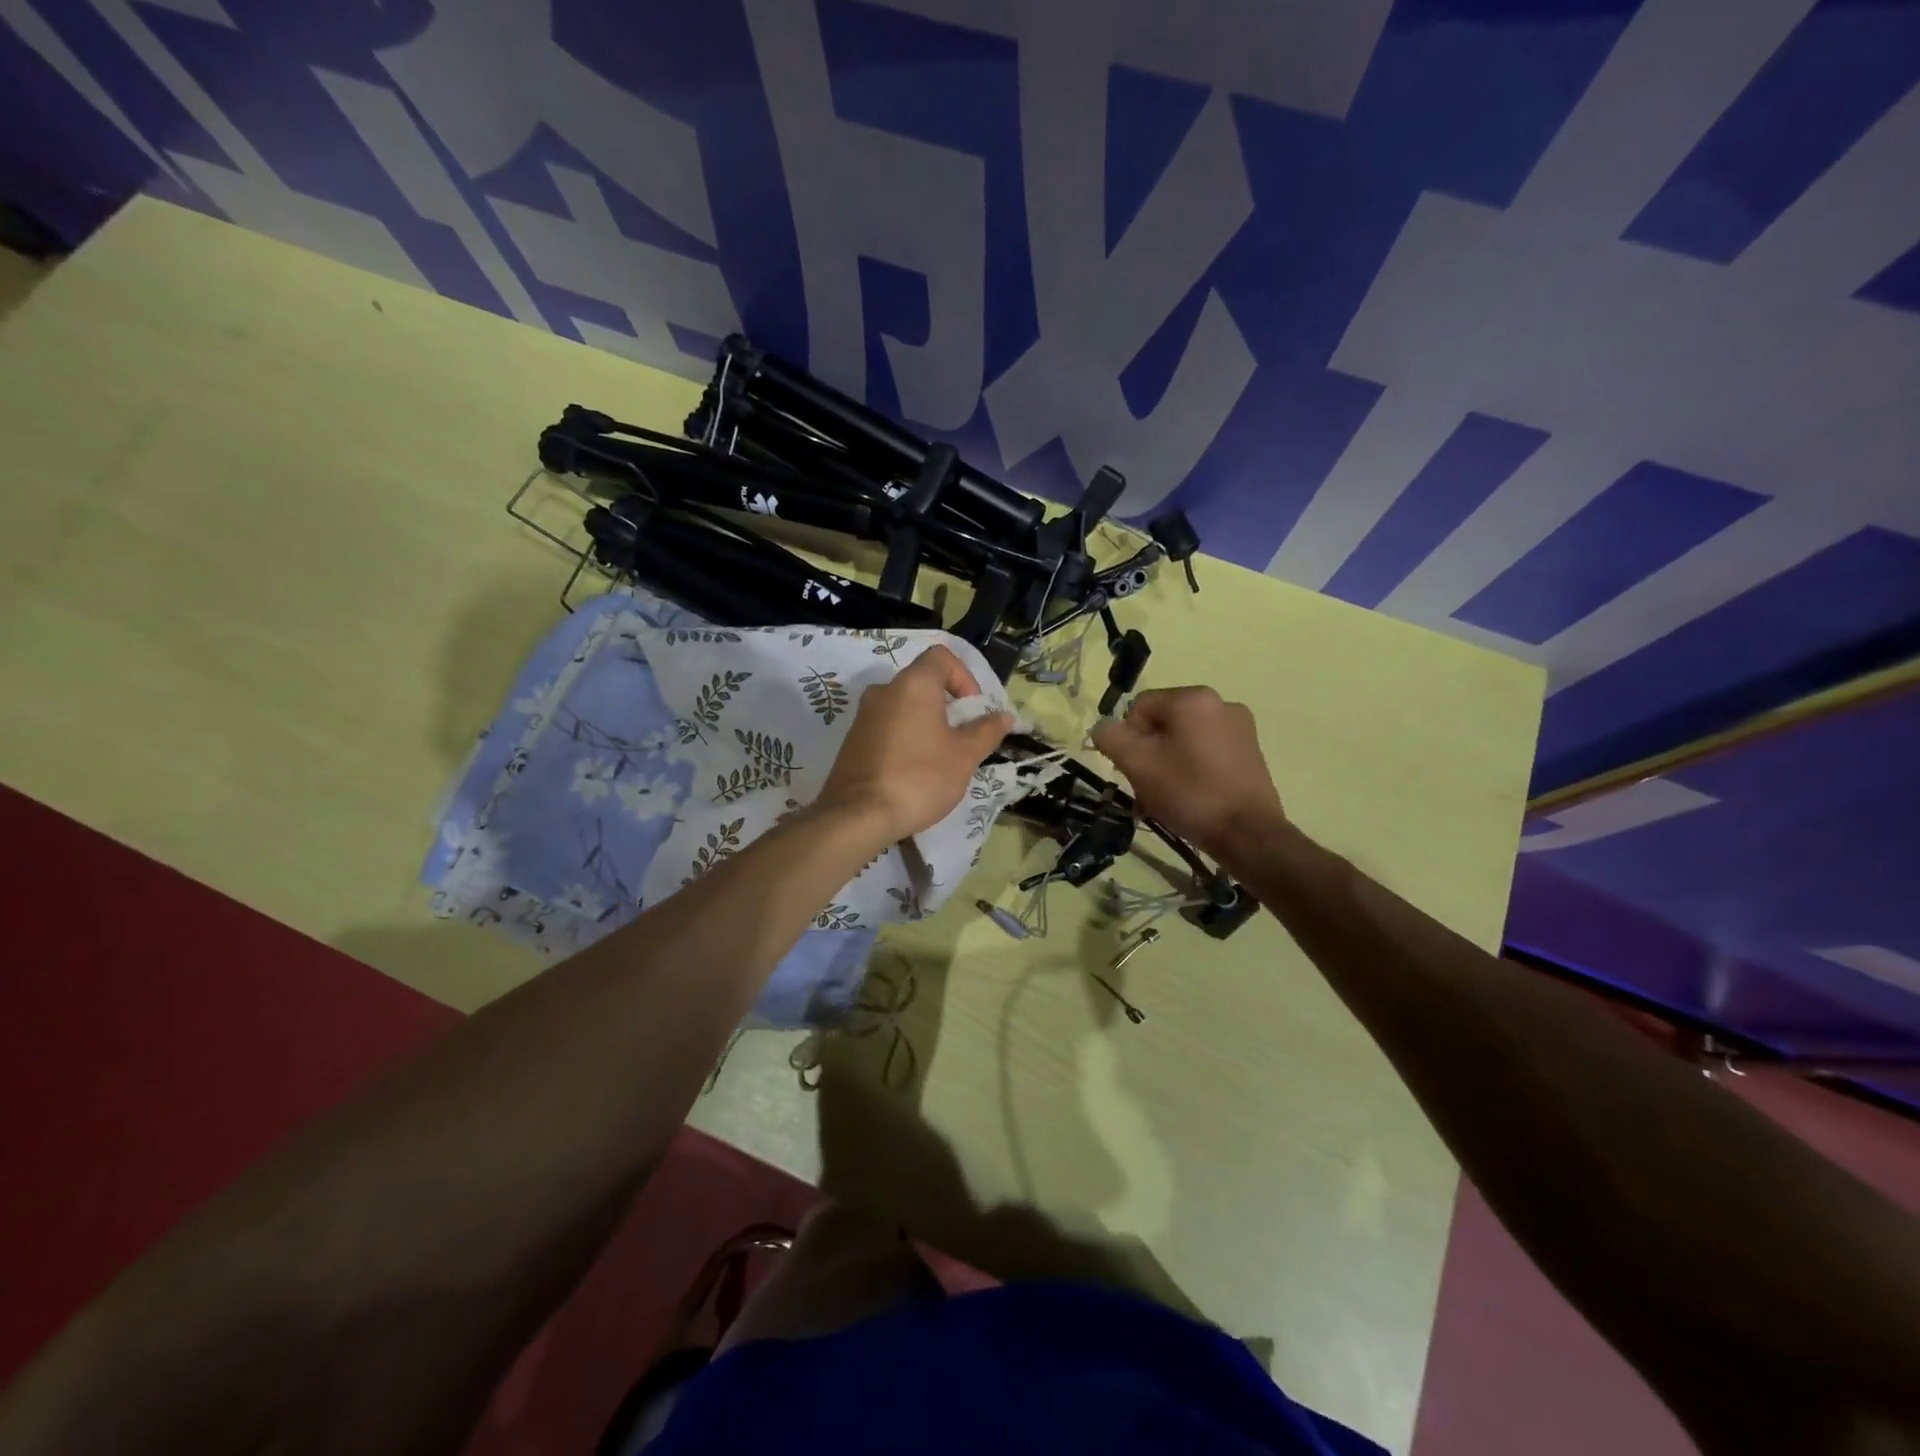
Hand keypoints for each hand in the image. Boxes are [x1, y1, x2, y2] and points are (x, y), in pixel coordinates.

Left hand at [815, 645, 1011, 844]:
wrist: (858, 815)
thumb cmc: (920, 778)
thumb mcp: (964, 756)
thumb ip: (986, 731)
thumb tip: (1004, 716)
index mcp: (913, 684)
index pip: (941, 657)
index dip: (964, 676)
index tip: (972, 709)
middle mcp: (884, 690)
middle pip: (922, 682)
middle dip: (947, 705)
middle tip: (962, 737)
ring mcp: (863, 715)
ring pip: (904, 706)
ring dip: (926, 723)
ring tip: (940, 758)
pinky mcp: (852, 740)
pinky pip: (887, 726)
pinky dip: (905, 738)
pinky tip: (914, 770)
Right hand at [1091, 687, 1286, 862]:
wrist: (1248, 834)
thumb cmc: (1189, 792)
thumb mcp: (1137, 764)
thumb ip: (1110, 737)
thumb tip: (1104, 728)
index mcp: (1193, 698)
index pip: (1140, 707)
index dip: (1127, 738)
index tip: (1131, 769)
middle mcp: (1221, 703)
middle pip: (1163, 723)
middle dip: (1147, 753)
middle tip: (1145, 787)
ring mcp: (1240, 728)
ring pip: (1184, 740)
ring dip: (1166, 764)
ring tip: (1165, 798)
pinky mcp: (1251, 753)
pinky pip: (1206, 752)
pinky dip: (1191, 769)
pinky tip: (1189, 797)